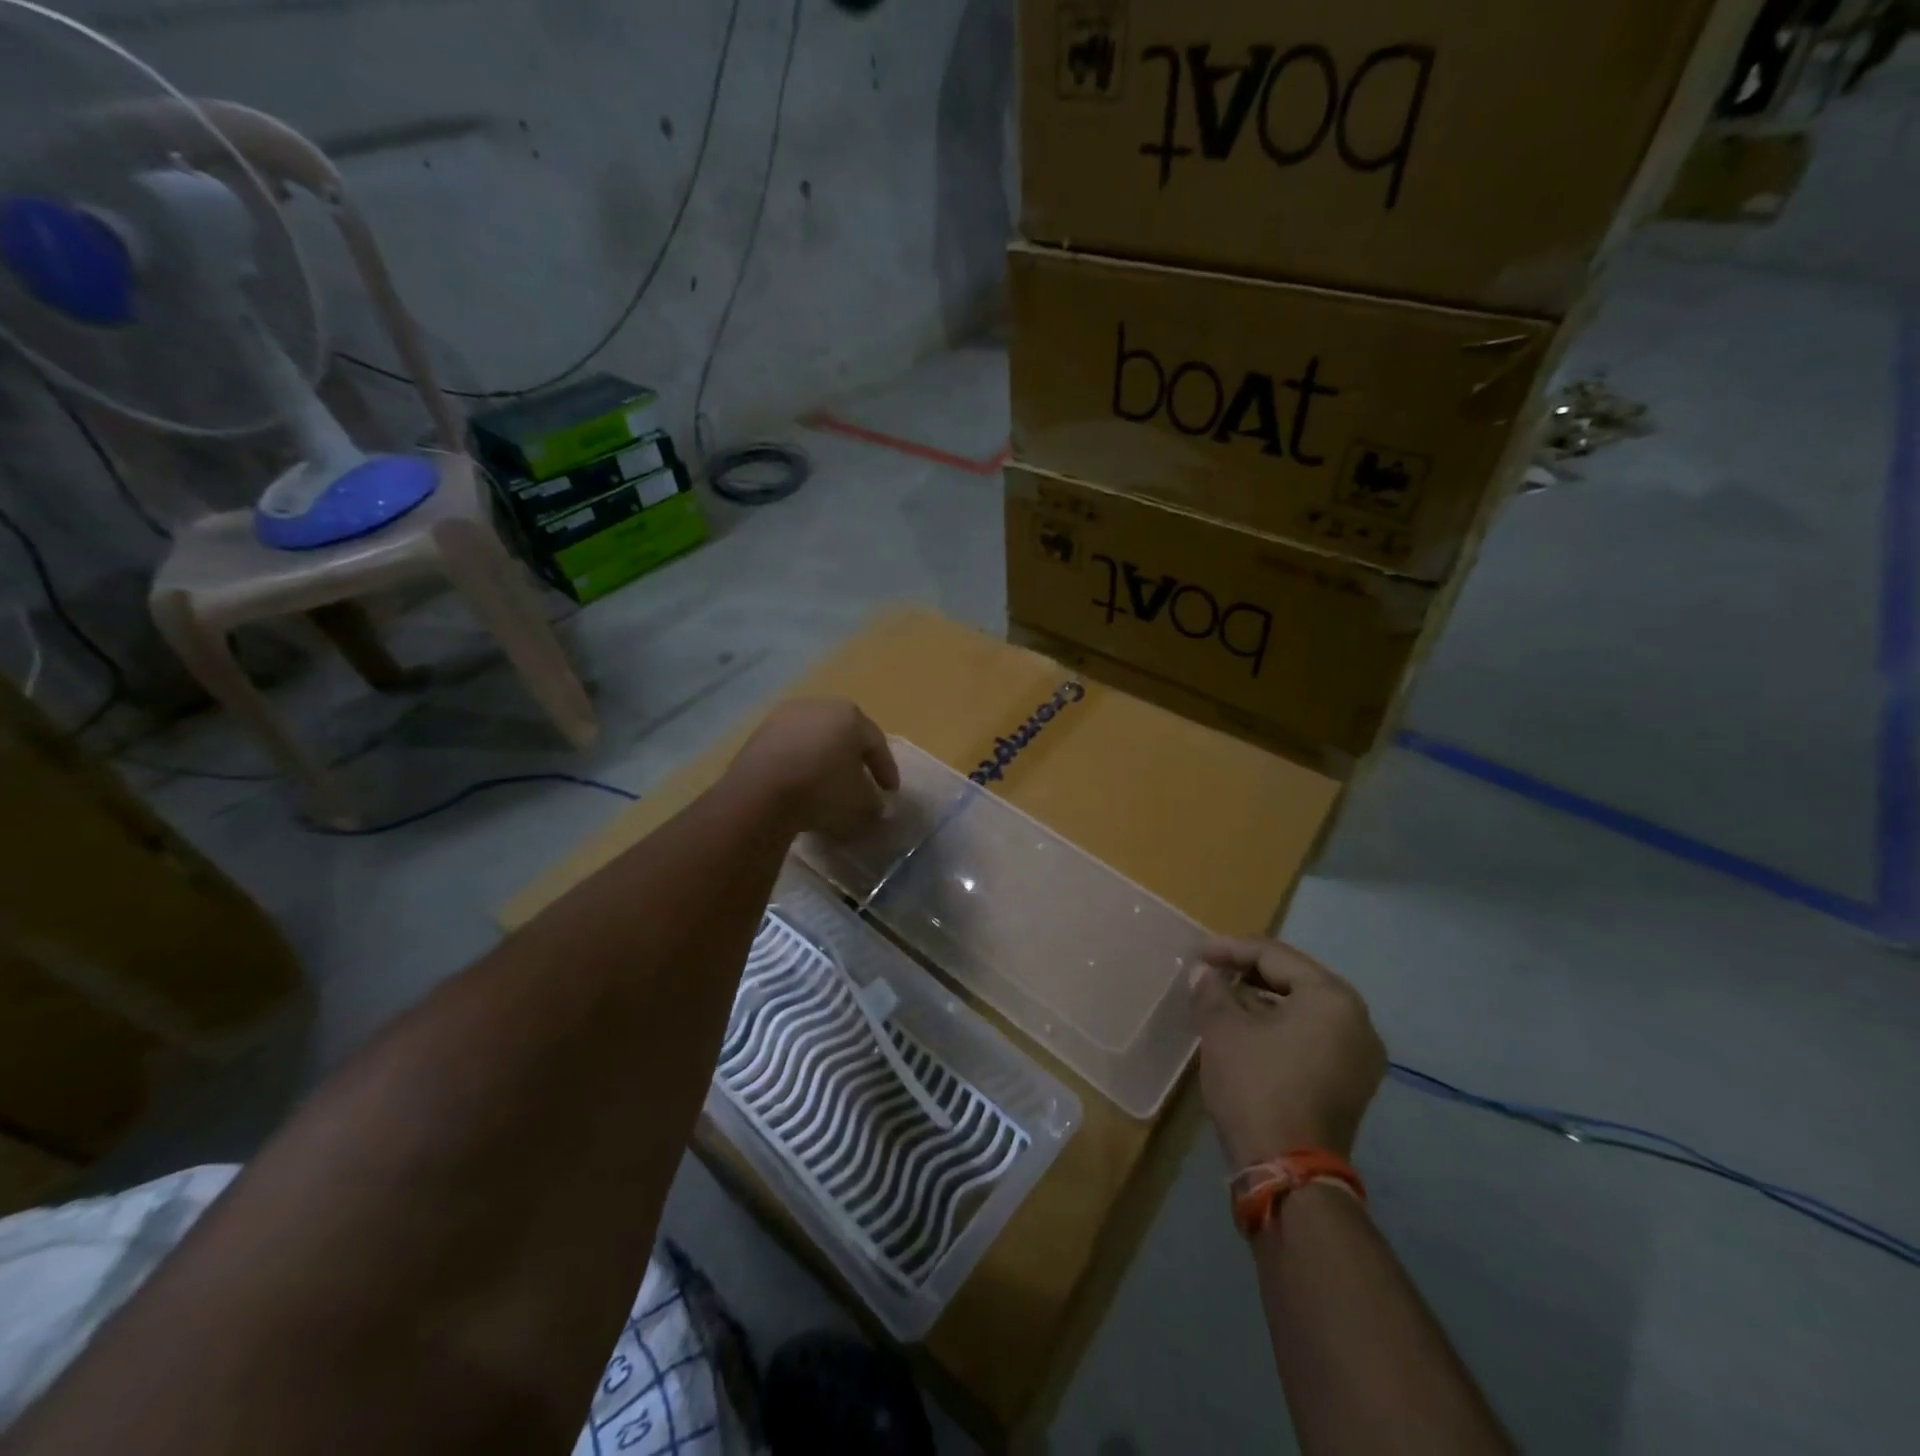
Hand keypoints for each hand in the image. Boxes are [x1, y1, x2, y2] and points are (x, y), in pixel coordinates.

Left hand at [727, 698, 899, 839]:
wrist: (759, 794)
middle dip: (854, 760)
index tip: (890, 793)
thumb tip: (876, 806)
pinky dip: (799, 766)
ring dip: (823, 762)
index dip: (886, 770)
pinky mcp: (758, 734)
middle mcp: (819, 706)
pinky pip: (789, 750)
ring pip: (814, 741)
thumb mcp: (860, 805)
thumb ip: (874, 803)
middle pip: (844, 736)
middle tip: (861, 784)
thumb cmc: (822, 790)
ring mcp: (784, 717)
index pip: (877, 743)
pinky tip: (799, 787)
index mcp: (851, 715)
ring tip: (827, 788)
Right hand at [1188, 937, 1385, 1167]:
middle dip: (1249, 973)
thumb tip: (1204, 973)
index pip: (1275, 956)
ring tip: (1223, 1000)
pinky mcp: (1351, 1084)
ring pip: (1304, 1010)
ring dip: (1262, 1001)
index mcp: (1332, 998)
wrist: (1288, 1172)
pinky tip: (1247, 1031)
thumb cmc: (1257, 1086)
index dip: (1231, 949)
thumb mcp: (1223, 1029)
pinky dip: (1280, 1027)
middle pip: (1295, 980)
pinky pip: (1312, 1037)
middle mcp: (1358, 1020)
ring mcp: (1360, 1056)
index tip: (1197, 954)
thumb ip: (1212, 990)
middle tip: (1210, 972)